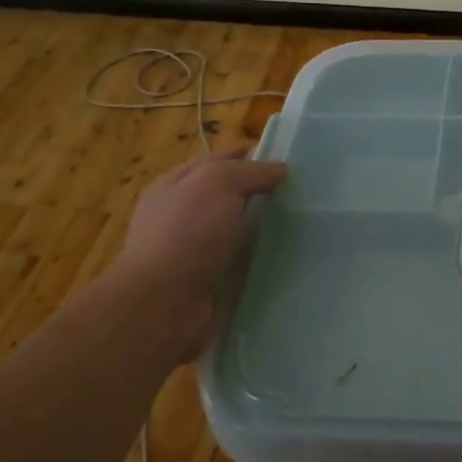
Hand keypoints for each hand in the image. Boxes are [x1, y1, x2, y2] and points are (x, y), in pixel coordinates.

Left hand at [106, 151, 287, 355]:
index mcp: (174, 185)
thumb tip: (279, 169)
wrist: (162, 304)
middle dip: (260, 194)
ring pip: (235, 231)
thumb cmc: (186, 233)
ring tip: (300, 229)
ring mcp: (190, 251)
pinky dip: (257, 261)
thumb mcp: (218, 183)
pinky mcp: (204, 282)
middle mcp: (179, 216)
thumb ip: (250, 171)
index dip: (251, 157)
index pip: (219, 160)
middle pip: (228, 196)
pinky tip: (284, 260)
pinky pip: (238, 264)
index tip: (288, 163)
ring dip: (261, 231)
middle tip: (300, 196)